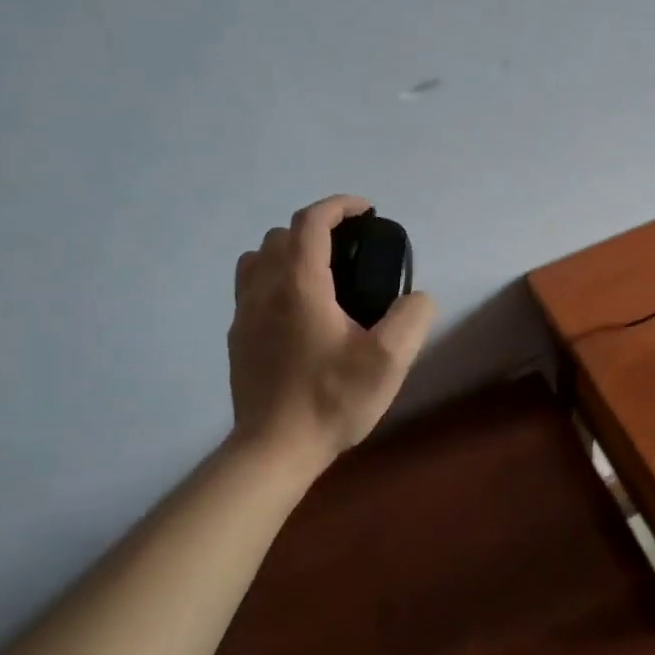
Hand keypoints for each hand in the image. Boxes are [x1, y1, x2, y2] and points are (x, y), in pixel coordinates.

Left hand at [229, 195, 436, 463]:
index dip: (340, 206)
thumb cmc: (332, 400)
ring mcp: (244, 313)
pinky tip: (298, 308)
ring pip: (259, 256)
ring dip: (289, 250)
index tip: (367, 211)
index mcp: (300, 285)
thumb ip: (412, 317)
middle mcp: (265, 289)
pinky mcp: (237, 337)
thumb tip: (417, 297)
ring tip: (321, 273)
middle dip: (317, 227)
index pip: (311, 222)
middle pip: (282, 234)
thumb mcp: (389, 361)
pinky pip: (250, 285)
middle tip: (351, 248)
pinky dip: (273, 276)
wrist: (274, 449)